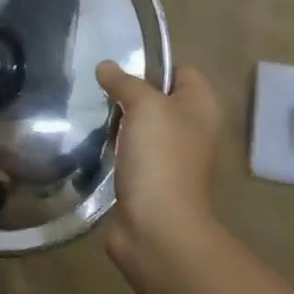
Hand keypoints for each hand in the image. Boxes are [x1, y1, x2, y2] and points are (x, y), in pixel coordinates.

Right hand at [96, 62, 222, 265]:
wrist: (157, 227)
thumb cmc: (160, 158)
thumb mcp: (144, 106)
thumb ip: (125, 82)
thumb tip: (106, 66)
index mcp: (201, 108)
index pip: (182, 71)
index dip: (155, 65)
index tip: (121, 69)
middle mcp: (191, 130)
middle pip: (159, 99)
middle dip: (130, 94)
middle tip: (99, 90)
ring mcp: (171, 158)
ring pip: (142, 127)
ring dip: (119, 122)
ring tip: (91, 113)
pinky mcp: (150, 180)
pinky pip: (131, 153)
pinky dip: (115, 148)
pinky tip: (94, 143)